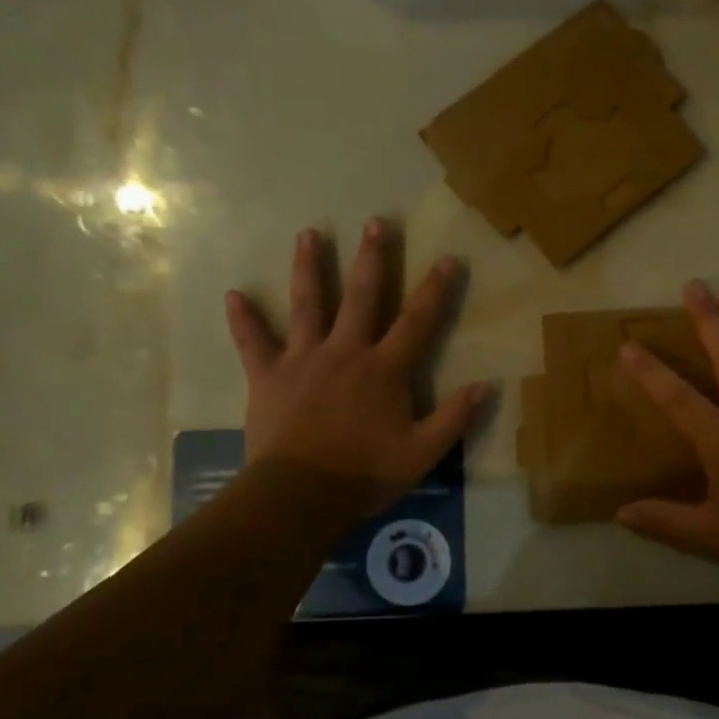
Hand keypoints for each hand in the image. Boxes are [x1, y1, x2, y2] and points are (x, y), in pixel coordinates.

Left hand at [225, 220, 488, 511]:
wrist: (299, 496)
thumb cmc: (364, 474)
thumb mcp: (422, 453)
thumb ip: (454, 418)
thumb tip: (485, 386)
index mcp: (384, 369)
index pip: (417, 321)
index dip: (435, 290)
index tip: (447, 258)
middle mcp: (345, 352)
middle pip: (361, 297)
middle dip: (371, 259)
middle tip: (375, 223)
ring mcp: (303, 360)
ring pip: (307, 305)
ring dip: (308, 268)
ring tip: (308, 234)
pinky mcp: (268, 377)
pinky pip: (253, 343)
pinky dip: (243, 320)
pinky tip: (232, 294)